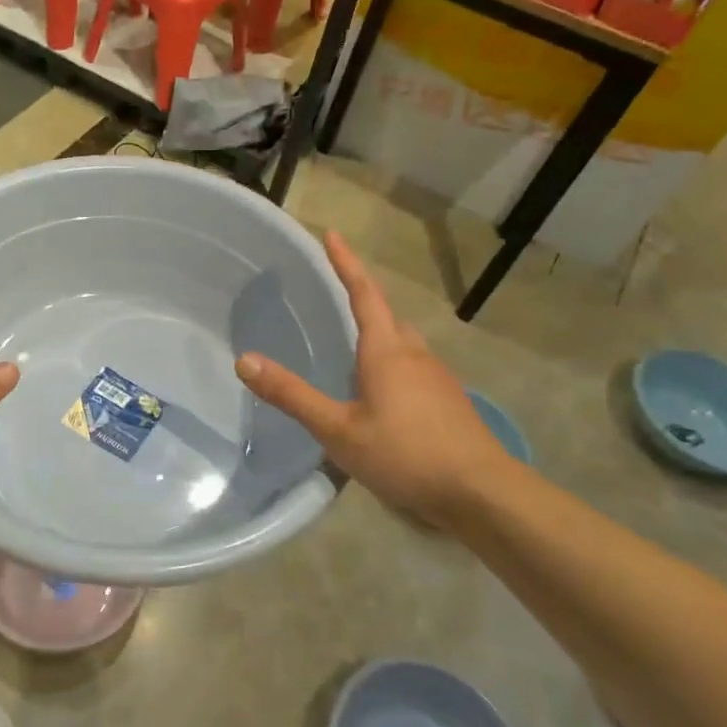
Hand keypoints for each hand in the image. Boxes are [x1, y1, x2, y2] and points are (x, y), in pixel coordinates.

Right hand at [234, 231, 516, 523]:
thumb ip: (292, 395)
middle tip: (336, 289)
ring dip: (378, 331)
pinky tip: (382, 390)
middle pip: (386, 314)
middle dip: (362, 296)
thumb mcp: (338, 430)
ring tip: (353, 342)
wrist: (482, 493)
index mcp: (386, 350)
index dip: (345, 262)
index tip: (332, 233)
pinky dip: (392, 362)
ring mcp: (437, 378)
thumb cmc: (406, 454)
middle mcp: (414, 354)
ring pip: (402, 342)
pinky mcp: (448, 401)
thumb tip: (244, 359)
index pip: (363, 292)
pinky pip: (413, 366)